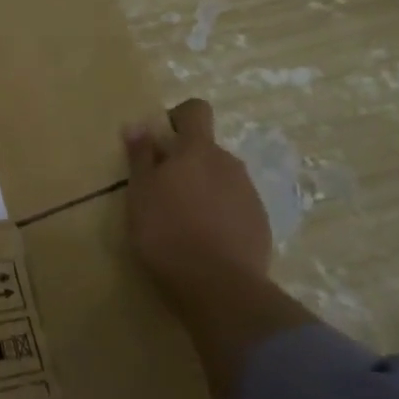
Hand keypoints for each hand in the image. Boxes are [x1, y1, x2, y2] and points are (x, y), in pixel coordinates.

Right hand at [124, 99, 315, 398]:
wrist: (219, 287)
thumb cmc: (167, 233)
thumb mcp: (140, 194)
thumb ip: (140, 157)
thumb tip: (138, 125)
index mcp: (198, 151)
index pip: (196, 111)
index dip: (178, 118)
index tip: (160, 141)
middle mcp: (229, 163)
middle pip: (206, 149)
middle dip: (185, 162)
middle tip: (161, 192)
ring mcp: (249, 194)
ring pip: (221, 179)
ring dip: (202, 189)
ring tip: (181, 221)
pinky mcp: (260, 224)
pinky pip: (234, 207)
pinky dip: (219, 215)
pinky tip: (203, 241)